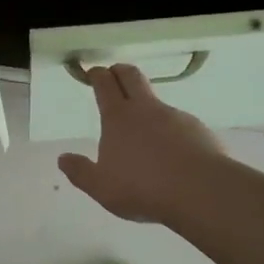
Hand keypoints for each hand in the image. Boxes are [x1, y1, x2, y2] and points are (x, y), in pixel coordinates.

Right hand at [58, 64, 226, 224]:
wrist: (201, 191)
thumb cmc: (143, 187)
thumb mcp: (102, 187)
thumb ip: (81, 172)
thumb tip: (63, 159)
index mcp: (118, 117)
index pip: (105, 83)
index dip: (97, 74)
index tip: (92, 72)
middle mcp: (146, 109)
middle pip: (131, 75)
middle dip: (119, 71)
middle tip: (113, 76)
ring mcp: (175, 116)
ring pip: (156, 101)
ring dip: (146, 107)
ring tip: (144, 134)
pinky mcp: (198, 130)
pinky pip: (179, 124)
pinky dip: (171, 131)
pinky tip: (172, 155)